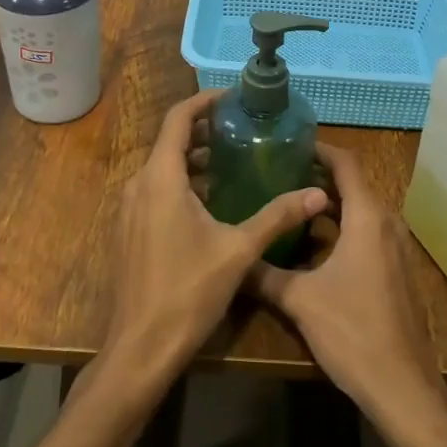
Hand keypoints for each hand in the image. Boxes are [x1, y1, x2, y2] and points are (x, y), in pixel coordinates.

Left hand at [103, 90, 329, 385]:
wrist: (141, 348)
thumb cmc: (188, 292)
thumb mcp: (239, 250)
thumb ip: (277, 216)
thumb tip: (317, 193)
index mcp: (161, 178)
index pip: (177, 119)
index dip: (204, 102)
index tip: (232, 98)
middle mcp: (138, 185)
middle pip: (169, 141)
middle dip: (203, 131)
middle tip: (240, 129)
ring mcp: (129, 209)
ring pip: (161, 167)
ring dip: (193, 159)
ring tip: (231, 161)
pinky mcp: (129, 230)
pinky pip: (155, 190)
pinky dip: (181, 182)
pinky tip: (210, 201)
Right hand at [249, 143, 446, 425]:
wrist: (402, 387)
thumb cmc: (353, 332)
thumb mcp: (300, 300)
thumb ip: (264, 274)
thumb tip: (232, 258)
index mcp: (367, 218)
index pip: (346, 164)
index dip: (320, 149)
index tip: (290, 143)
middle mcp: (386, 225)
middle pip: (353, 185)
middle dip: (318, 176)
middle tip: (279, 172)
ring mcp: (395, 249)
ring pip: (360, 211)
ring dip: (330, 204)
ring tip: (290, 203)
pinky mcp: (395, 272)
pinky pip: (366, 233)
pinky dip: (341, 227)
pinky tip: (313, 244)